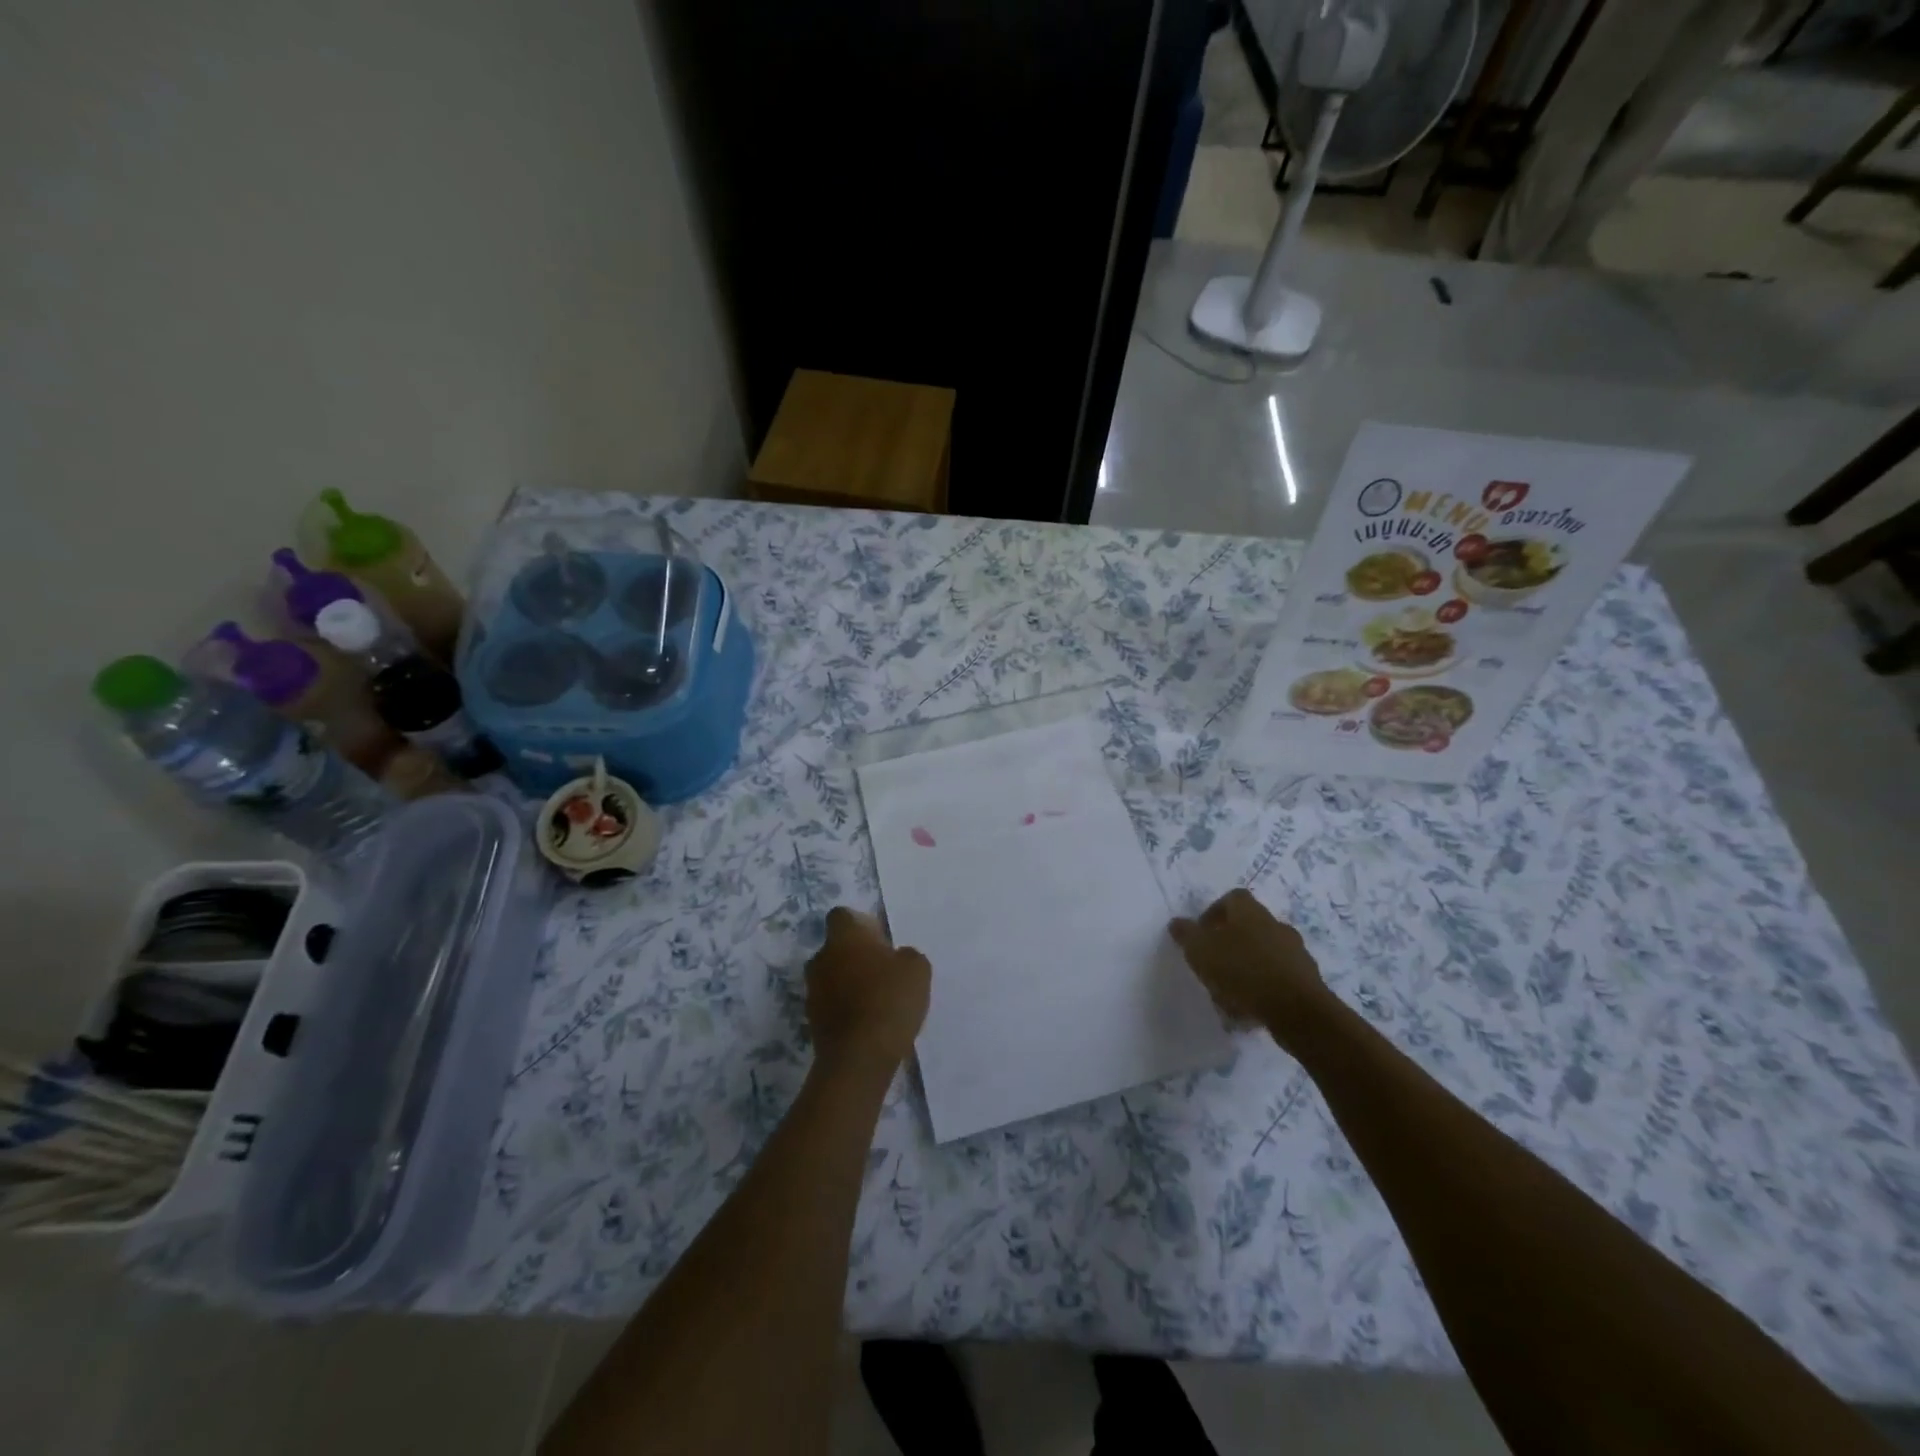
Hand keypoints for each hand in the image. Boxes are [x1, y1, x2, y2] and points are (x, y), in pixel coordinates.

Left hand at [806, 907, 930, 1078]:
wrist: (859, 1057)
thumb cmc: (889, 1000)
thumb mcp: (917, 969)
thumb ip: (905, 955)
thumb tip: (896, 958)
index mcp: (844, 937)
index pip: (842, 915)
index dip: (860, 924)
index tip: (880, 940)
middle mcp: (821, 958)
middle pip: (837, 948)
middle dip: (856, 956)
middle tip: (884, 972)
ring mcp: (813, 991)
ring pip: (832, 976)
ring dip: (850, 983)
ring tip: (878, 1001)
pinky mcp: (812, 1021)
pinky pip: (831, 1004)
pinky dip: (846, 1008)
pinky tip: (869, 1023)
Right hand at [1169, 889, 1330, 1048]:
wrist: (1297, 1010)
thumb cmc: (1242, 971)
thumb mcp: (1201, 950)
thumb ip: (1186, 935)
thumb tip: (1177, 922)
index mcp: (1250, 912)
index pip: (1232, 898)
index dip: (1214, 913)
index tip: (1201, 934)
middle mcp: (1276, 925)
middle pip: (1249, 928)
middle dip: (1229, 945)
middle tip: (1212, 966)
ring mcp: (1296, 953)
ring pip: (1263, 956)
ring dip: (1246, 970)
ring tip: (1228, 996)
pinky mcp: (1307, 981)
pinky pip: (1278, 980)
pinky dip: (1263, 991)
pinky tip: (1249, 1011)